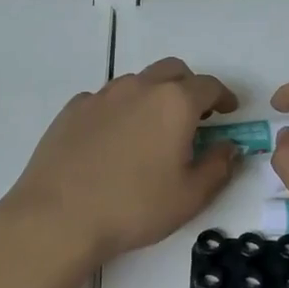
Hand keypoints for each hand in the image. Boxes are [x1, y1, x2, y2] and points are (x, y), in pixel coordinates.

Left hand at [0, 57, 240, 265]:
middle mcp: (139, 88)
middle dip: (190, 87)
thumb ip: (218, 166)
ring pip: (138, 82)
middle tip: (196, 115)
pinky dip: (121, 109)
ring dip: (154, 95)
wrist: (58, 216)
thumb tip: (228, 147)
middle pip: (173, 71)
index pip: (208, 86)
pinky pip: (107, 99)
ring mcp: (102, 95)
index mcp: (174, 103)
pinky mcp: (73, 109)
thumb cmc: (133, 207)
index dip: (224, 96)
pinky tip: (116, 139)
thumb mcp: (190, 197)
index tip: (230, 110)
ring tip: (154, 128)